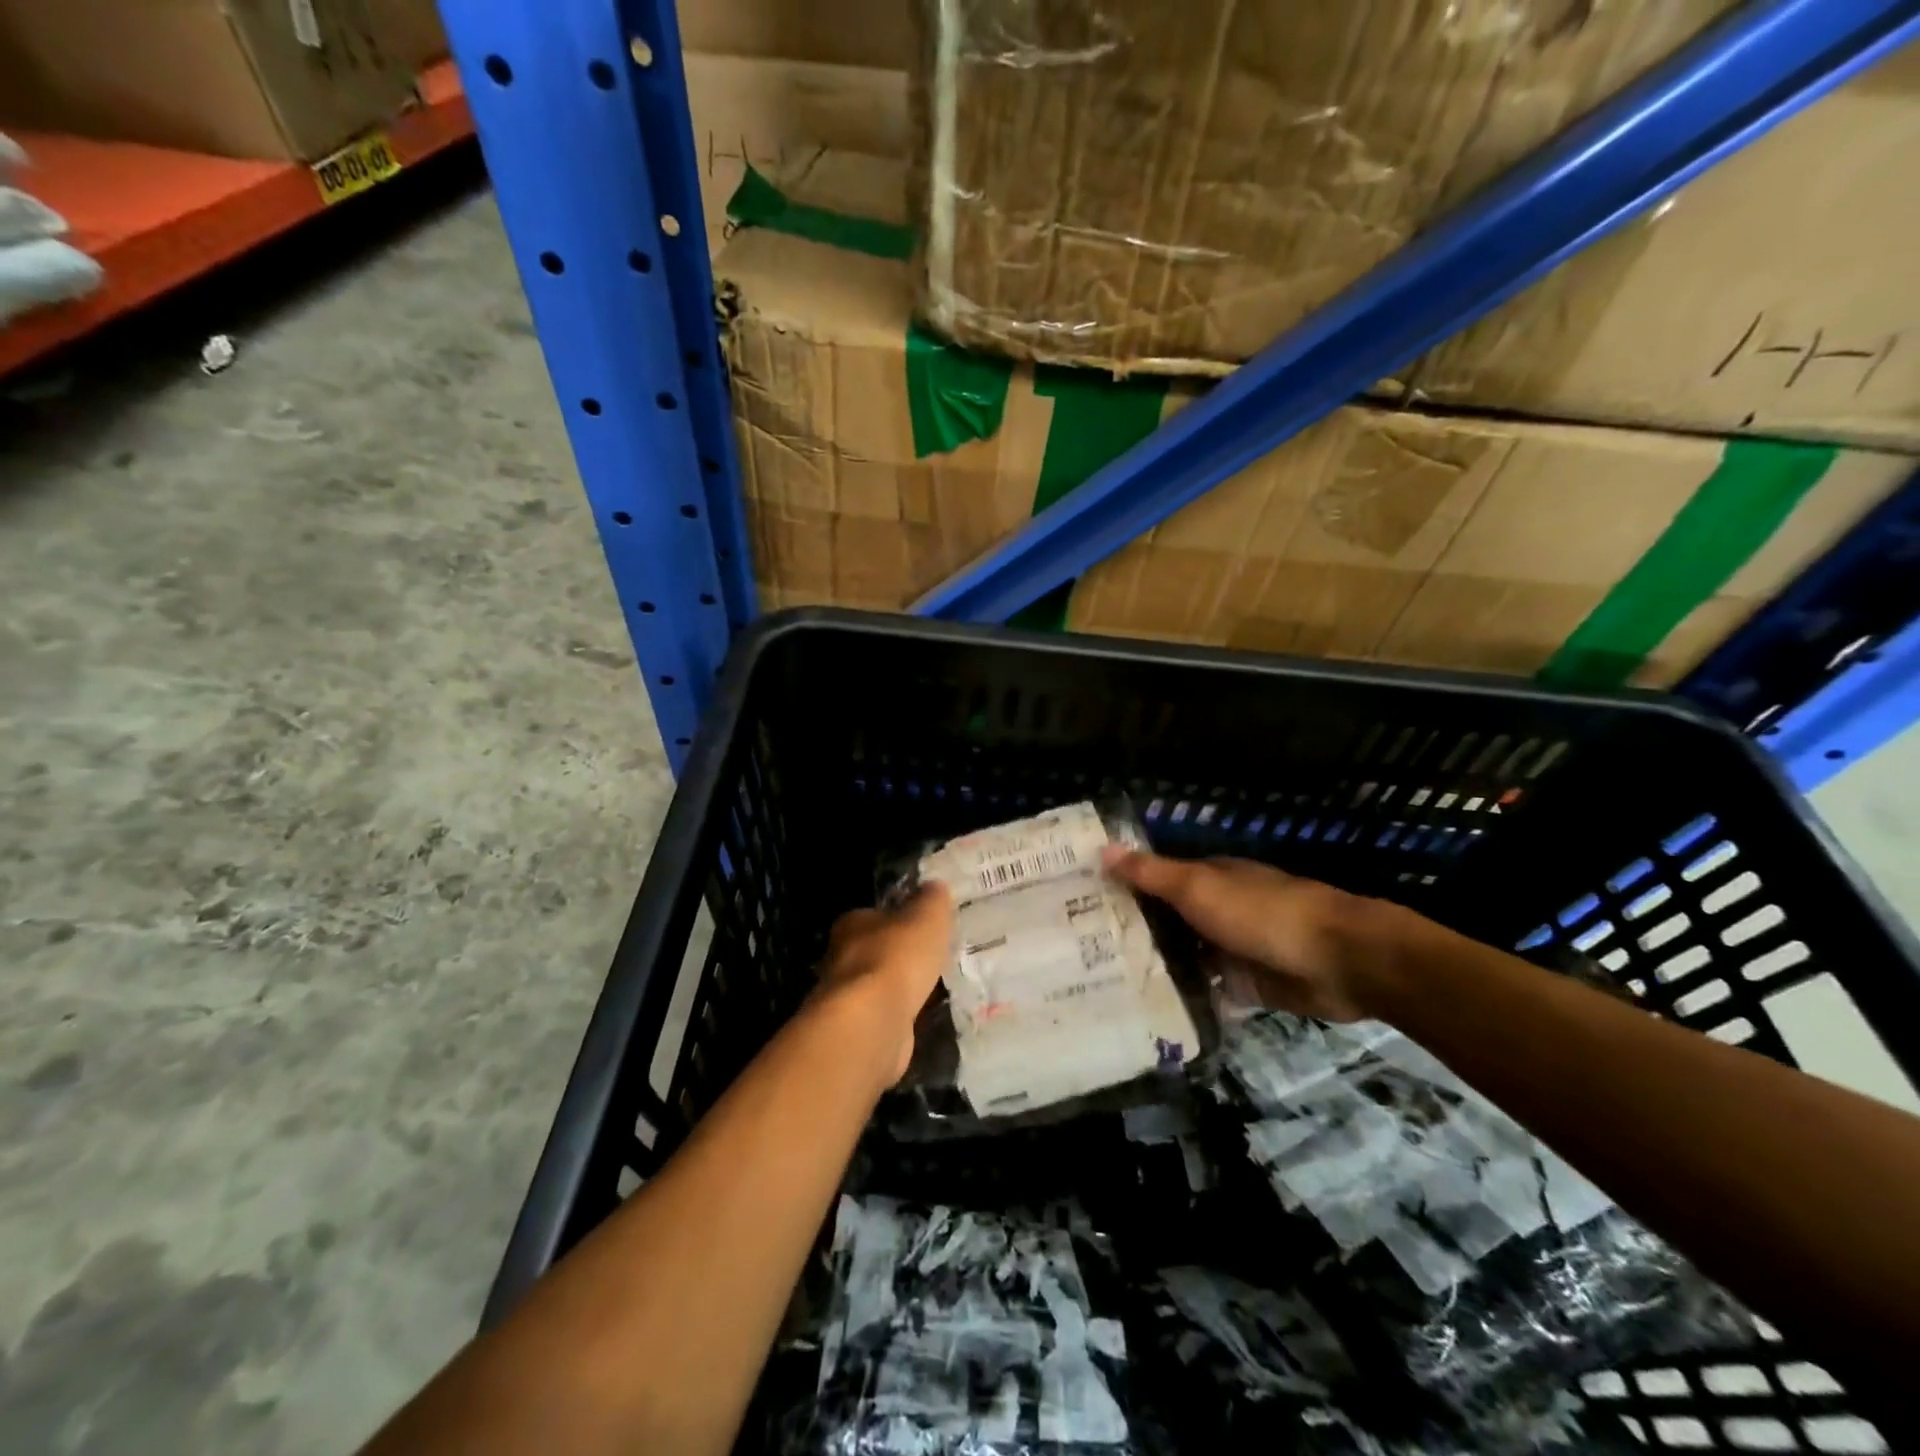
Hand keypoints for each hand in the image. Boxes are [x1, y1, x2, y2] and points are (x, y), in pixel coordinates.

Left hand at [814, 884, 954, 1084]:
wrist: (872, 1021)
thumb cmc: (896, 957)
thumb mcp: (926, 917)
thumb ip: (931, 900)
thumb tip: (935, 886)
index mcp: (853, 924)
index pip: (873, 916)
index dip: (896, 919)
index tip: (918, 926)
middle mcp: (841, 958)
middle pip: (872, 951)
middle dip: (896, 955)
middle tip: (927, 957)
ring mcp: (846, 998)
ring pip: (876, 986)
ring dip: (897, 988)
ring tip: (928, 988)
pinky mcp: (856, 1031)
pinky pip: (883, 1016)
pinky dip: (898, 1015)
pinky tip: (918, 1017)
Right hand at [1102, 848, 1387, 1021]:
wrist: (1337, 960)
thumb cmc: (1261, 913)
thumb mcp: (1198, 888)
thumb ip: (1151, 874)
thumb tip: (1102, 849)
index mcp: (1208, 878)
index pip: (1155, 880)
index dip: (1122, 889)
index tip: (1080, 905)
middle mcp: (1216, 910)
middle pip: (1167, 920)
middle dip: (1133, 932)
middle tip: (1080, 953)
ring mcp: (1231, 949)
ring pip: (1184, 956)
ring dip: (1156, 967)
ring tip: (1103, 985)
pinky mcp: (1246, 986)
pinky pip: (1206, 990)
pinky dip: (1184, 997)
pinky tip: (1148, 1010)